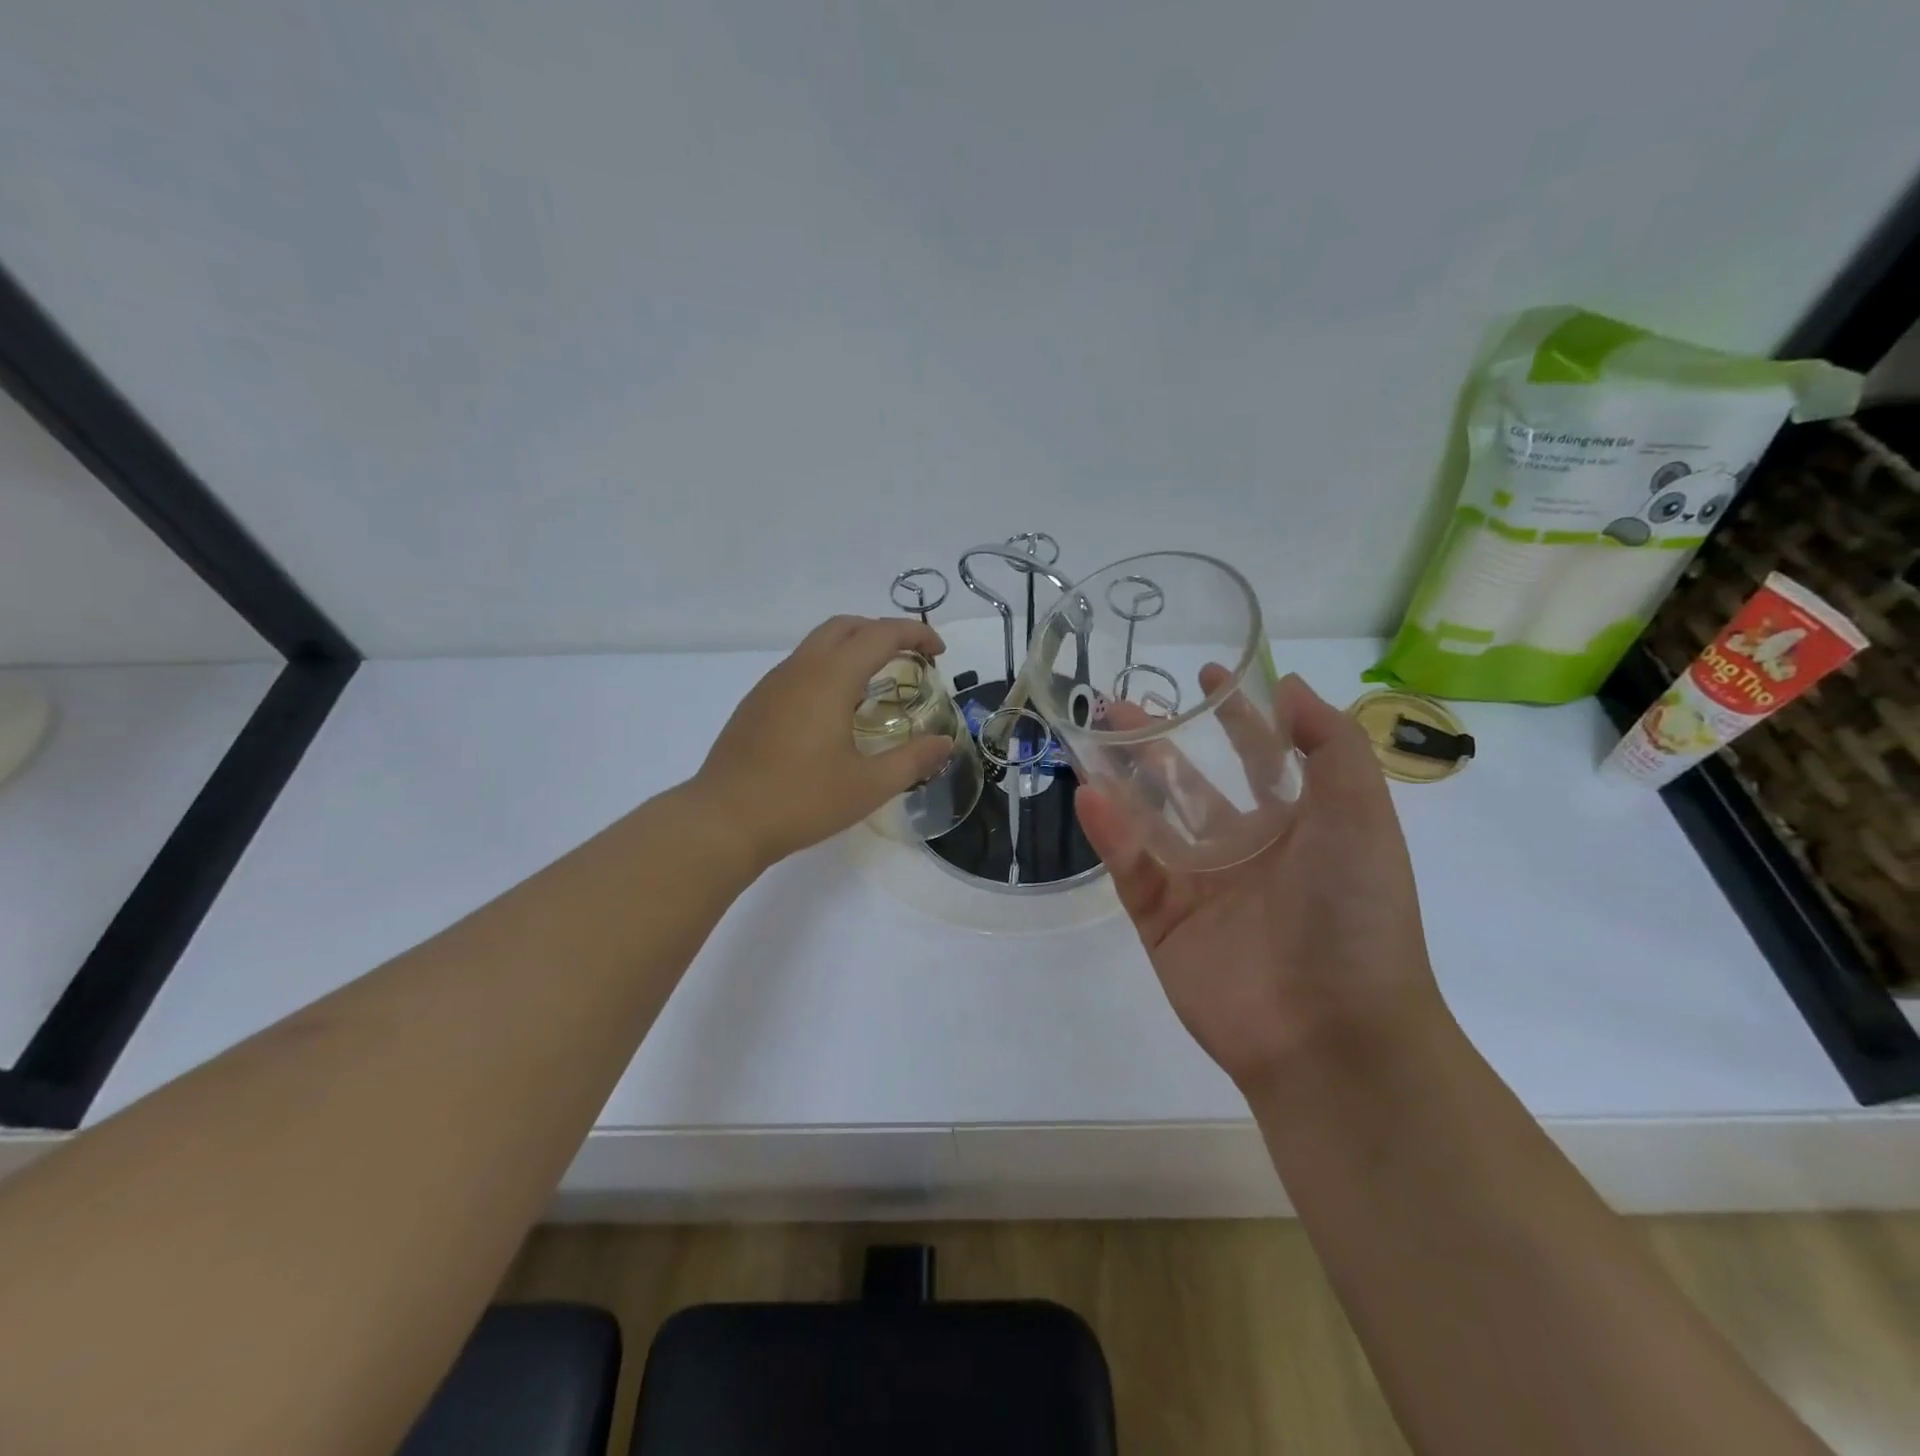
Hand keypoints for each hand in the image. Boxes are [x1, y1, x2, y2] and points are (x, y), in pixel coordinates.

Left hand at [693, 615, 954, 869]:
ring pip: (818, 644)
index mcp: (829, 679)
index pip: (880, 634)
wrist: (724, 821)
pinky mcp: (756, 703)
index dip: (915, 634)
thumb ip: (913, 760)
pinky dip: (829, 669)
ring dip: (853, 649)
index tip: (939, 653)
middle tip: (910, 659)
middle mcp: (799, 669)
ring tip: (877, 685)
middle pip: (846, 626)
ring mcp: (772, 684)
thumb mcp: (868, 786)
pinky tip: (836, 711)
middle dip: (883, 631)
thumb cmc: (801, 800)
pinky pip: (800, 667)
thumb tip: (945, 743)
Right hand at [1076, 674, 1448, 1095]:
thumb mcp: (1361, 814)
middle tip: (1115, 704)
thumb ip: (1330, 745)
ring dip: (1121, 779)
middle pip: (1188, 782)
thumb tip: (1291, 686)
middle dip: (1156, 742)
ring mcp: (1198, 886)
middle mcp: (1243, 849)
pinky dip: (1110, 834)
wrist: (1334, 1032)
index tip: (1206, 674)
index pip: (1258, 756)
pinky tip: (1090, 796)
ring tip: (1088, 738)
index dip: (1235, 714)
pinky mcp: (1162, 921)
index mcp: (1294, 825)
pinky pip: (1131, 868)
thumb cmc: (1355, 911)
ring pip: (1149, 820)